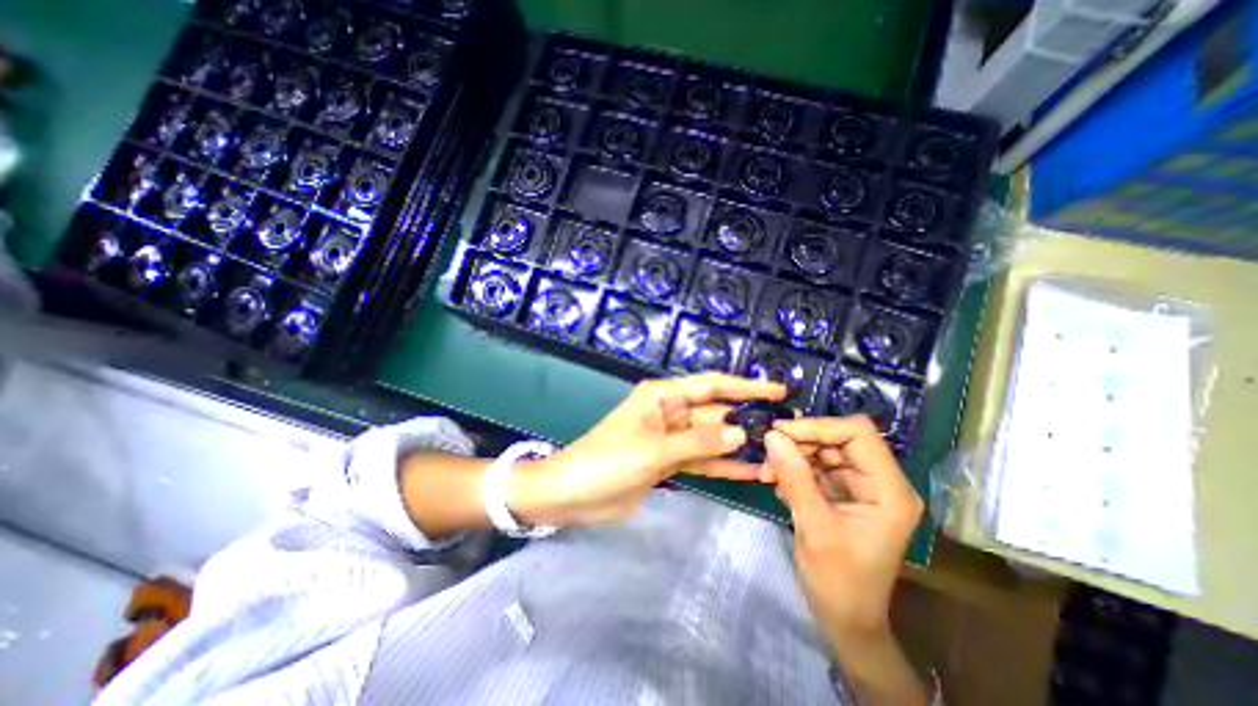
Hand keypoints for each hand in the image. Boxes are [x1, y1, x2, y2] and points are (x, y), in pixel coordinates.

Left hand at [513, 371, 783, 527]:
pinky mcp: (669, 462)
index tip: (777, 390)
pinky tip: (751, 472)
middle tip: (785, 427)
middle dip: (746, 420)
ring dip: (738, 445)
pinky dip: (723, 465)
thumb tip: (738, 435)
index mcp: (662, 396)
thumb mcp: (654, 449)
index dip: (744, 386)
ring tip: (776, 451)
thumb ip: (697, 442)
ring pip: (711, 439)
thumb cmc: (608, 460)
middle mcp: (670, 412)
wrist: (574, 494)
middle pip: (715, 413)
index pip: (710, 385)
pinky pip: (701, 460)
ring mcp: (671, 439)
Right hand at [761, 417, 925, 643]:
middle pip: (837, 439)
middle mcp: (879, 481)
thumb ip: (794, 478)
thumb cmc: (839, 582)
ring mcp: (860, 486)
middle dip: (799, 443)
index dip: (819, 426)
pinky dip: (793, 469)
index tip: (780, 432)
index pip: (857, 433)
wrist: (845, 620)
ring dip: (792, 456)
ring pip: (822, 450)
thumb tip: (772, 435)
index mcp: (889, 490)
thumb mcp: (814, 528)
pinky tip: (777, 482)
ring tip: (767, 472)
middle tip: (767, 454)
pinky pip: (815, 466)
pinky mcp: (842, 492)